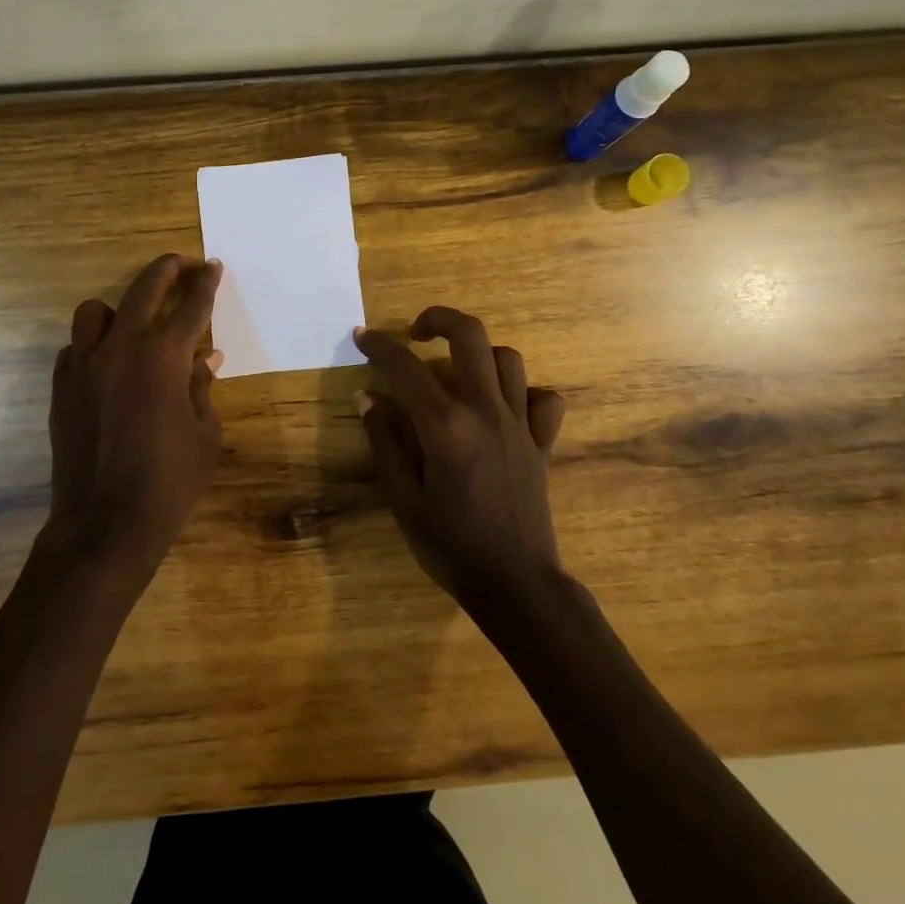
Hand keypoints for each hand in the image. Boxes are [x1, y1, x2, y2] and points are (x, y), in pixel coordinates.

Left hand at [45, 254, 224, 582]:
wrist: (105, 525)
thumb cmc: (170, 483)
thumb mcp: (205, 434)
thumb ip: (202, 386)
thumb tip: (207, 356)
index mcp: (164, 357)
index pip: (191, 306)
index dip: (206, 283)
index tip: (213, 266)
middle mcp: (121, 348)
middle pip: (144, 289)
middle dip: (168, 270)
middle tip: (183, 265)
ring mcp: (84, 367)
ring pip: (94, 311)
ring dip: (119, 309)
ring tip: (136, 326)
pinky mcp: (61, 389)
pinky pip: (74, 348)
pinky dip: (93, 346)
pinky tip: (108, 366)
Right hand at [354, 307, 566, 609]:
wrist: (516, 583)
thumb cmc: (451, 546)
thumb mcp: (403, 499)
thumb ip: (385, 443)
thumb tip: (369, 399)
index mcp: (447, 427)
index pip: (406, 368)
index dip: (380, 346)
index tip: (362, 335)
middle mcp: (486, 411)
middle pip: (471, 337)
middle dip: (439, 319)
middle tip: (416, 332)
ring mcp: (520, 424)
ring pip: (507, 359)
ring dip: (479, 353)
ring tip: (456, 370)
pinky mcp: (542, 442)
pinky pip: (542, 399)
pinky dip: (523, 391)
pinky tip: (503, 406)